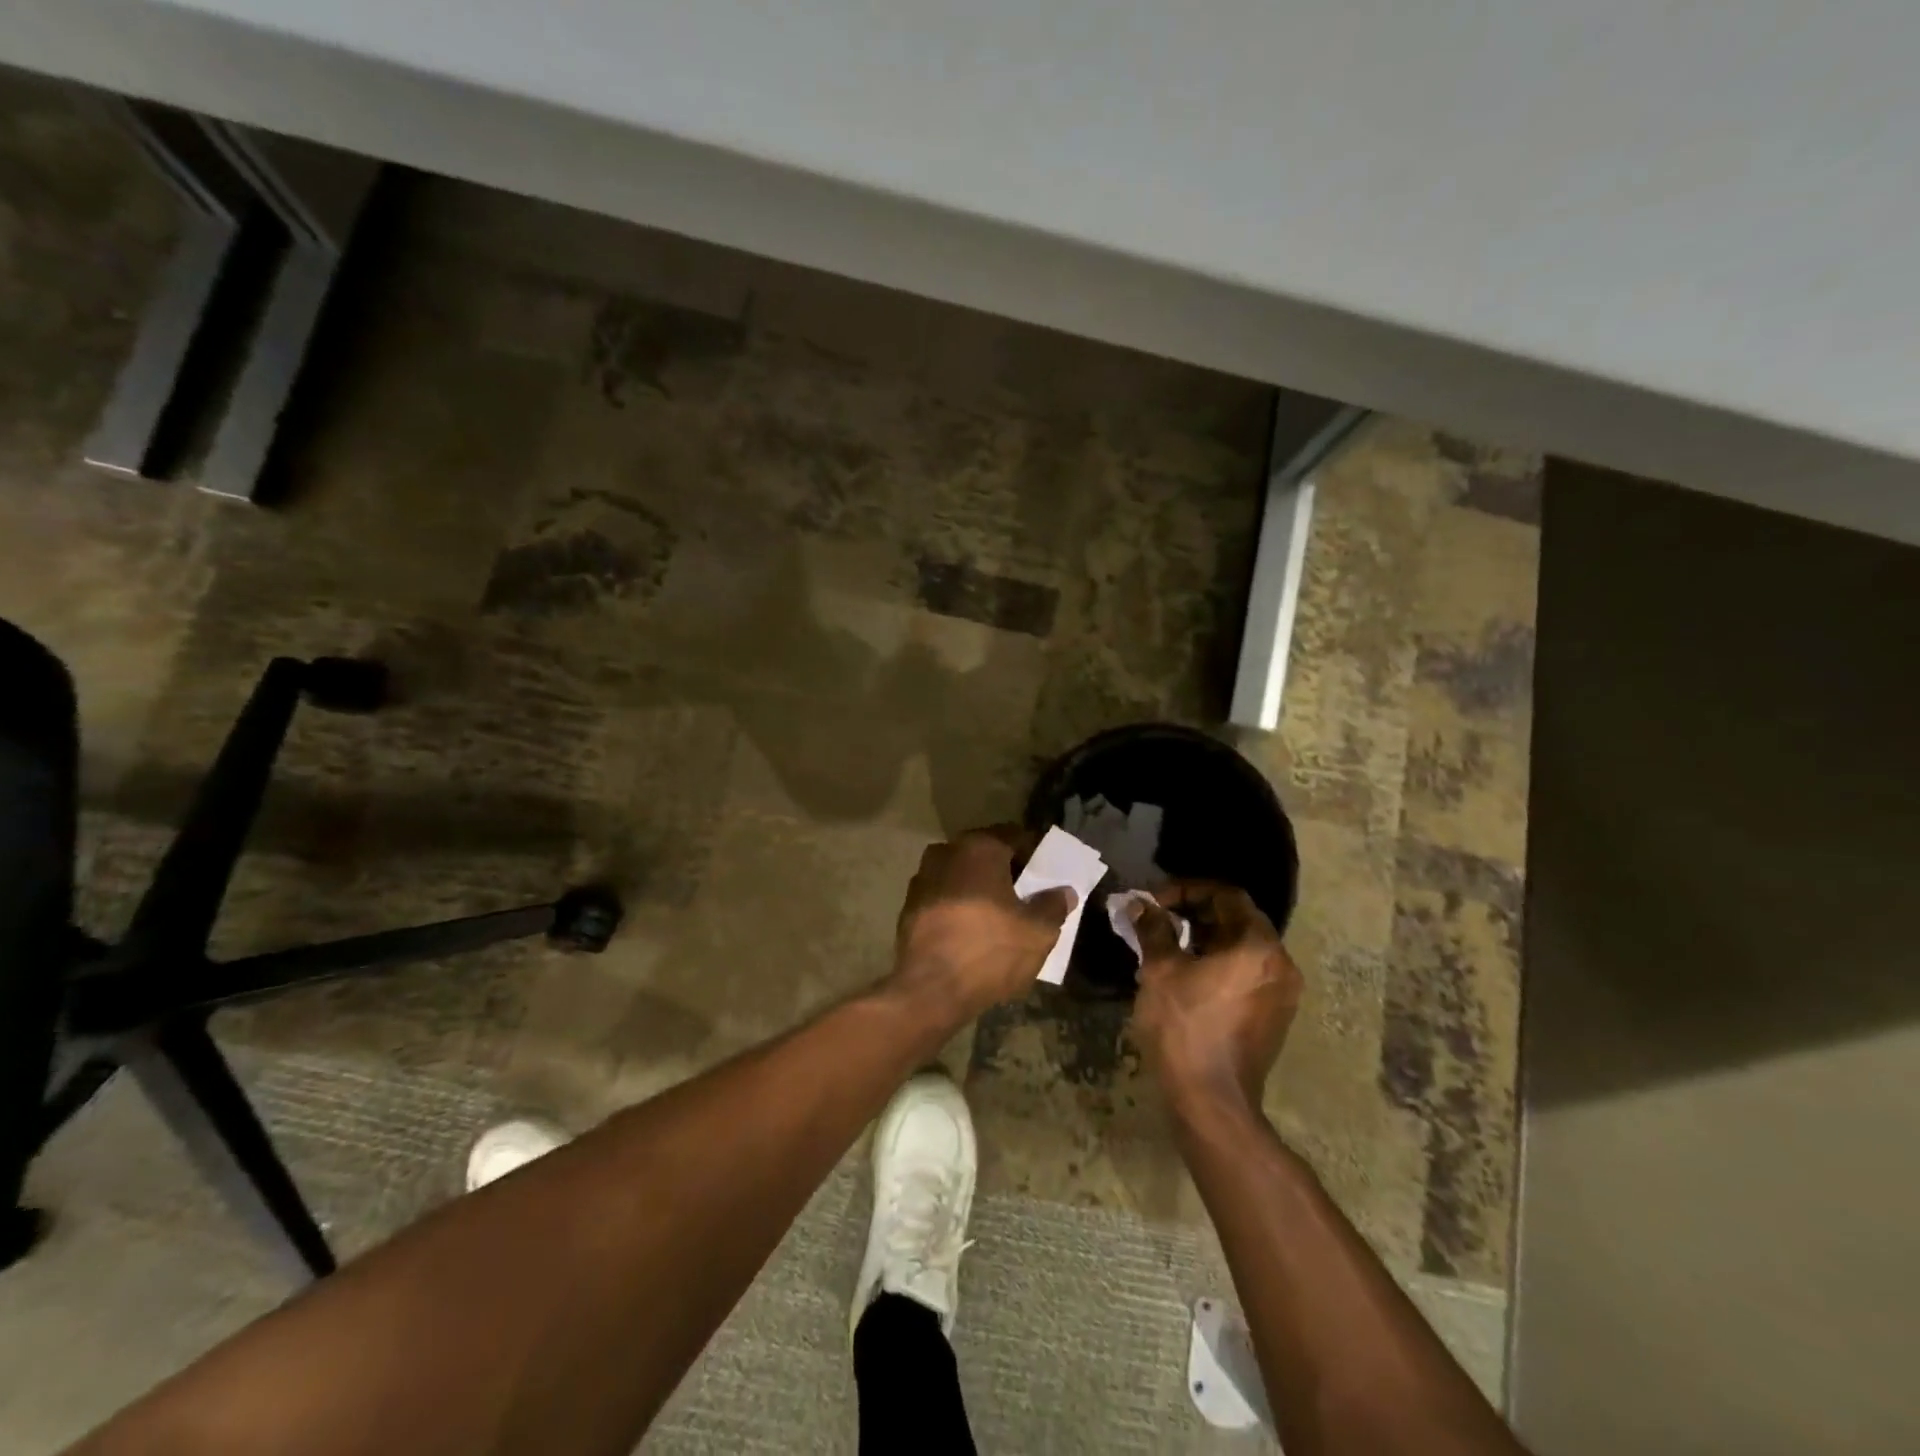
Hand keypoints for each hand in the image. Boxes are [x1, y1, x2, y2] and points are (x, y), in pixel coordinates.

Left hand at [889, 828, 1076, 1022]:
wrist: (929, 991)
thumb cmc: (990, 950)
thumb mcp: (1038, 932)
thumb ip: (1054, 905)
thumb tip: (1062, 892)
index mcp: (979, 848)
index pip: (1015, 836)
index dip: (1035, 853)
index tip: (1049, 872)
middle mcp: (946, 852)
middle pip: (986, 854)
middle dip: (1007, 870)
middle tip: (1028, 893)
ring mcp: (922, 879)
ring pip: (962, 875)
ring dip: (980, 888)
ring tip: (1001, 914)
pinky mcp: (909, 907)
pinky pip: (944, 897)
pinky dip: (960, 906)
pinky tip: (973, 930)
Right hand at [1130, 882, 1302, 1117]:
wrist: (1212, 1102)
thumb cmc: (1184, 1027)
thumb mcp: (1160, 971)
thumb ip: (1153, 929)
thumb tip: (1140, 904)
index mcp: (1258, 946)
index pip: (1226, 895)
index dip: (1187, 891)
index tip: (1156, 903)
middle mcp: (1280, 964)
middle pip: (1237, 919)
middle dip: (1195, 914)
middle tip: (1159, 921)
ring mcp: (1282, 993)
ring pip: (1242, 948)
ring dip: (1205, 939)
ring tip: (1168, 947)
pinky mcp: (1275, 1016)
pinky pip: (1248, 973)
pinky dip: (1220, 963)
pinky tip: (1188, 976)